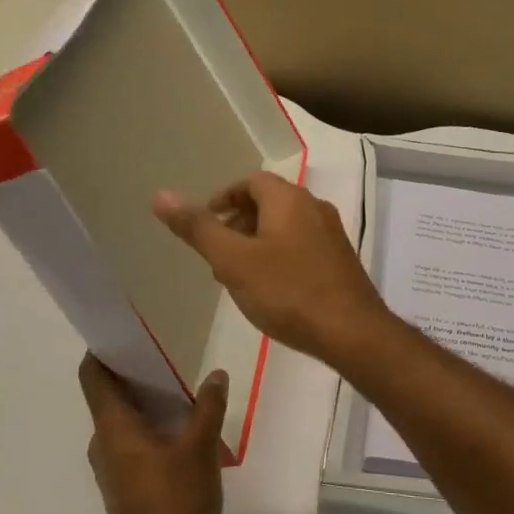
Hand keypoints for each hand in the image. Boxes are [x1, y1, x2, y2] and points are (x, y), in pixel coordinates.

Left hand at [78, 355, 225, 513]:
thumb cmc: (175, 501)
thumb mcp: (200, 449)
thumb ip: (208, 408)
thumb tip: (215, 375)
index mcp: (114, 427)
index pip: (92, 376)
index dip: (102, 350)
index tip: (124, 331)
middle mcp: (104, 441)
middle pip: (108, 394)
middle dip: (133, 372)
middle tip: (166, 354)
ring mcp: (110, 465)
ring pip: (121, 418)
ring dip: (144, 400)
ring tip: (179, 387)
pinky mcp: (122, 482)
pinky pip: (129, 439)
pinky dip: (147, 424)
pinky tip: (179, 427)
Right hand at [154, 171, 389, 367]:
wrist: (352, 332)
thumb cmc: (288, 291)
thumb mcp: (233, 260)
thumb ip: (198, 228)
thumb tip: (161, 195)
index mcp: (289, 199)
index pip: (251, 181)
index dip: (224, 197)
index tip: (205, 223)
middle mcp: (314, 207)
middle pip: (268, 203)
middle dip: (237, 222)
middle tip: (216, 254)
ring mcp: (331, 235)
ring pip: (285, 227)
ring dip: (256, 242)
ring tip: (237, 276)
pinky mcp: (340, 261)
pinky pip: (301, 246)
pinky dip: (278, 256)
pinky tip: (270, 290)